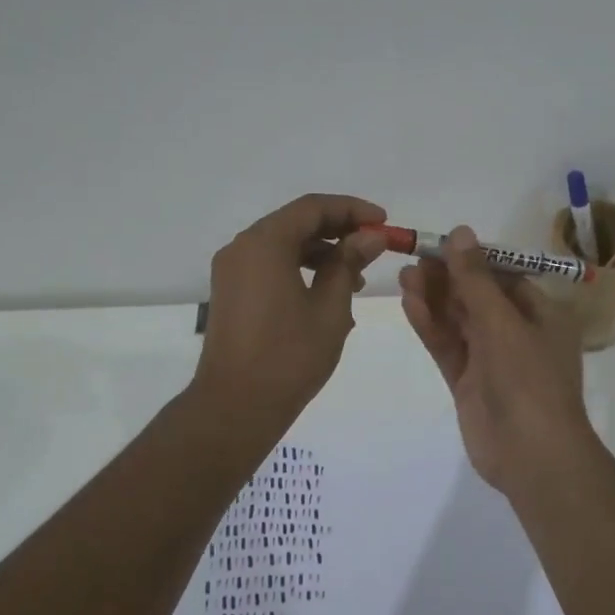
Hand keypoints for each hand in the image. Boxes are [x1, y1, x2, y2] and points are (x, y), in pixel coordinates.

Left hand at [193, 193, 388, 430]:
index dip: (352, 210)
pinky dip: (299, 268)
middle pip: (295, 222)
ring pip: (282, 244)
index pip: (312, 208)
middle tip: (374, 246)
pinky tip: (327, 293)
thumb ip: (348, 263)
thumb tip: (370, 236)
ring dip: (321, 252)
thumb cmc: (289, 356)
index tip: (383, 222)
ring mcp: (232, 271)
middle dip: (338, 230)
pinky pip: (269, 265)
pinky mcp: (231, 292)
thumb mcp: (330, 308)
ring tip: (356, 277)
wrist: (236, 406)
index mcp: (264, 244)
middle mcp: (242, 248)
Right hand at [398, 226, 596, 495]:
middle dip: (447, 279)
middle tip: (414, 258)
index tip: (441, 244)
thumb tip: (460, 232)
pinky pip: (448, 347)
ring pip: (458, 322)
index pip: (505, 278)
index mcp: (542, 316)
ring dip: (434, 299)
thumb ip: (475, 279)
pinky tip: (409, 304)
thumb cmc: (528, 379)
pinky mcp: (468, 382)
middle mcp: (517, 334)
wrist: (532, 454)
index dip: (473, 260)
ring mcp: (491, 360)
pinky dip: (430, 326)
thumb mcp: (502, 322)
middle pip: (477, 298)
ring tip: (404, 276)